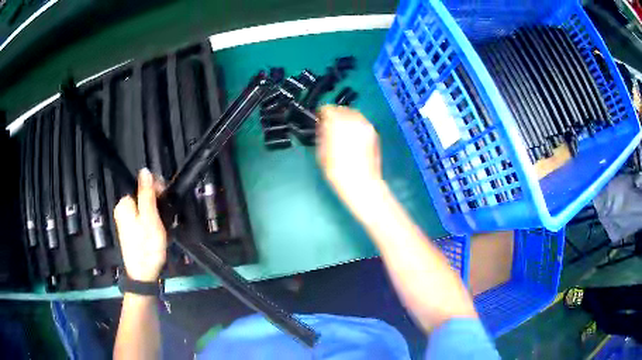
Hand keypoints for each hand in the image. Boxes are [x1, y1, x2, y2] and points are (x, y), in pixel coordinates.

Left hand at [114, 169, 166, 281]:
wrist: (144, 275)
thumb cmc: (147, 246)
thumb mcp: (150, 218)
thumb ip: (147, 194)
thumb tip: (144, 170)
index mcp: (125, 204)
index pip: (142, 185)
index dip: (157, 189)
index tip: (167, 200)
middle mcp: (122, 210)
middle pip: (143, 196)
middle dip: (157, 203)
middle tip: (166, 217)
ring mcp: (126, 221)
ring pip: (145, 208)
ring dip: (156, 213)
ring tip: (164, 226)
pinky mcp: (131, 230)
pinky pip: (143, 218)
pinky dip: (152, 222)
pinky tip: (158, 232)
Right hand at [317, 106, 383, 206]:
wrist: (361, 183)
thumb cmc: (338, 170)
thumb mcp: (322, 152)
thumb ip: (322, 134)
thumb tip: (323, 126)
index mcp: (338, 122)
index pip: (327, 109)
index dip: (321, 114)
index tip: (318, 120)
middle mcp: (354, 119)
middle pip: (342, 109)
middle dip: (334, 115)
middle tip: (329, 124)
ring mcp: (366, 125)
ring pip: (354, 114)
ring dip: (345, 118)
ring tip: (340, 130)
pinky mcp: (374, 133)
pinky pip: (362, 123)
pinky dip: (355, 125)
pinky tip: (351, 136)